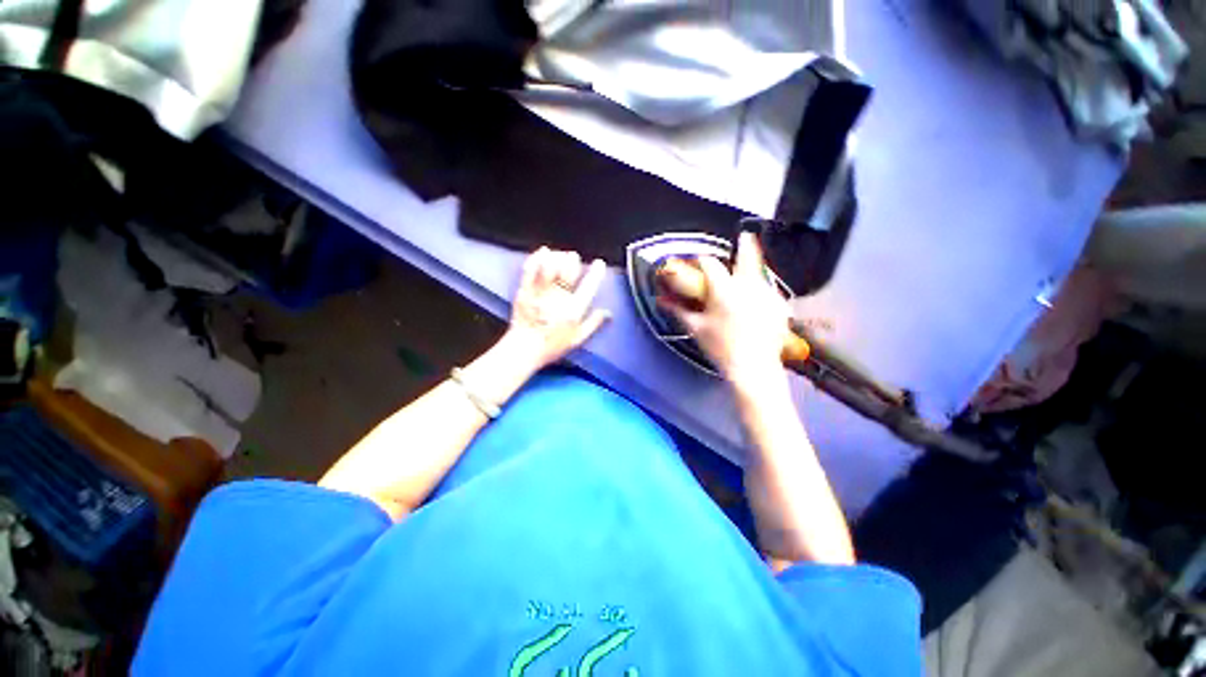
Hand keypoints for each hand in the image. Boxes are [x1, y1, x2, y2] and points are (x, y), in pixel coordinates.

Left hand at [505, 247, 610, 370]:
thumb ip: (593, 323)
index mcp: (573, 309)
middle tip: (574, 257)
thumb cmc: (552, 346)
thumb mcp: (577, 339)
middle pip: (569, 271)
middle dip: (573, 260)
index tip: (599, 263)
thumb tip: (607, 312)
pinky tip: (543, 252)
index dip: (596, 272)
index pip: (589, 286)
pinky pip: (531, 269)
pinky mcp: (525, 290)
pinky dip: (537, 258)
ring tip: (560, 254)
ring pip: (551, 266)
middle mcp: (559, 298)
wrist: (524, 349)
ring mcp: (540, 293)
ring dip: (557, 257)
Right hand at [660, 232, 788, 389]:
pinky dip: (761, 289)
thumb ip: (678, 311)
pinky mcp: (780, 306)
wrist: (754, 369)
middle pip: (748, 255)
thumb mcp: (696, 329)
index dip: (701, 259)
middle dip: (745, 243)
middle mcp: (749, 287)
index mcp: (724, 291)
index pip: (710, 264)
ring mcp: (768, 295)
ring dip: (752, 269)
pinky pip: (769, 289)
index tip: (698, 261)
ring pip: (761, 272)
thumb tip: (662, 300)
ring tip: (747, 274)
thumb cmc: (721, 348)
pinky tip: (756, 299)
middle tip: (744, 235)